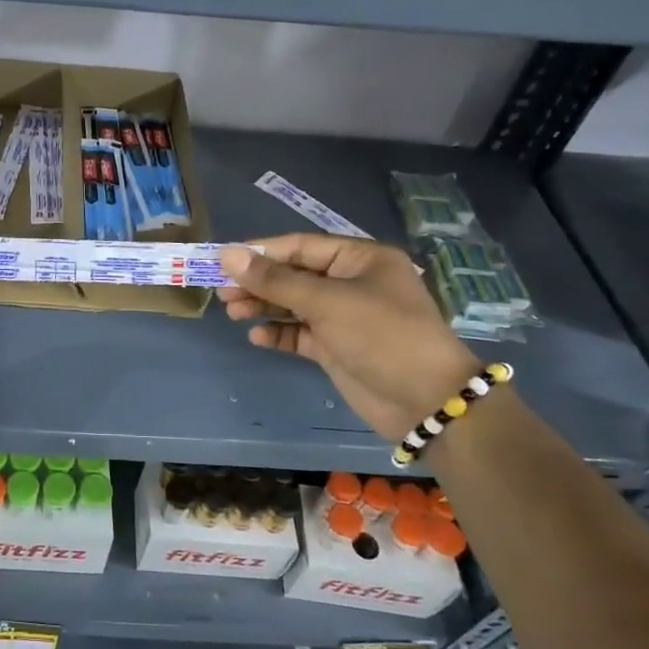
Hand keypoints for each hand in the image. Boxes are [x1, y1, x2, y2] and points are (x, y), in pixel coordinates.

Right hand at [218, 234, 480, 440]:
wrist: (426, 401)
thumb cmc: (381, 336)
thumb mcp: (327, 302)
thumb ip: (275, 280)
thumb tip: (228, 254)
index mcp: (360, 259)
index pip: (300, 246)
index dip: (261, 252)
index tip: (223, 260)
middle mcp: (352, 283)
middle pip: (294, 275)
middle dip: (258, 282)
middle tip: (222, 291)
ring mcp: (345, 316)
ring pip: (294, 304)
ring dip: (263, 306)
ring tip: (231, 311)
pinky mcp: (338, 347)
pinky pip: (300, 333)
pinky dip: (278, 333)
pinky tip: (256, 335)